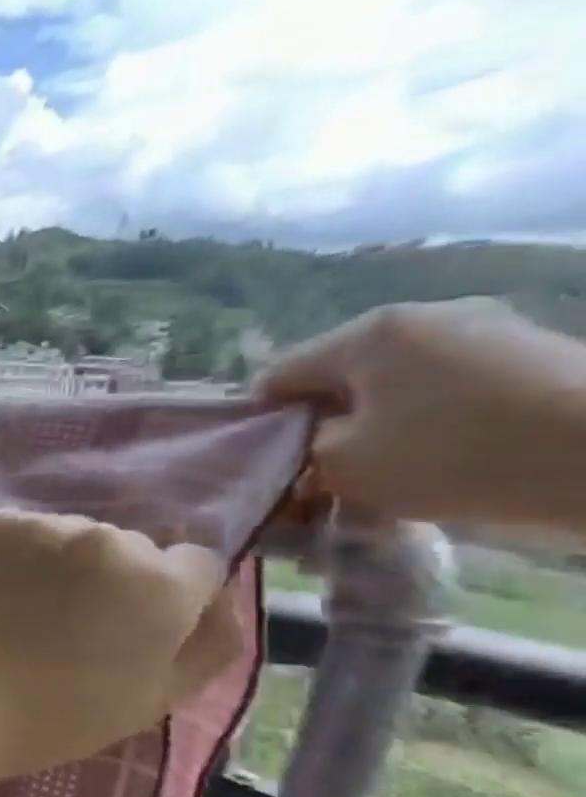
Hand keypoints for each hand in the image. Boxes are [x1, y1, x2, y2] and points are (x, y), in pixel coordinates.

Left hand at [0, 509, 241, 782]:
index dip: (165, 601)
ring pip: (68, 536)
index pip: (192, 566)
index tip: (127, 631)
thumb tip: (220, 599)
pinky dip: (8, 556)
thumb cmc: (52, 717)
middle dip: (110, 579)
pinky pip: (14, 533)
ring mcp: (38, 524)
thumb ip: (207, 644)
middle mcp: (105, 536)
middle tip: (66, 627)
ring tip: (20, 614)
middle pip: (127, 547)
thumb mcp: (153, 699)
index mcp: (160, 583)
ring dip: (58, 564)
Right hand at [257, 299, 585, 530]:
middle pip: (339, 379)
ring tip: (381, 477)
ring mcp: (488, 331)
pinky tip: (438, 463)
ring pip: (395, 388)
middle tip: (320, 480)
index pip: (278, 377)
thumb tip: (299, 448)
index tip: (269, 467)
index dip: (261, 425)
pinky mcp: (535, 356)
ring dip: (376, 430)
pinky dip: (429, 426)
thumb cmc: (456, 453)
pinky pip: (448, 391)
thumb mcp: (341, 466)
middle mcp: (424, 317)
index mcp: (368, 333)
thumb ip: (298, 452)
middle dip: (324, 428)